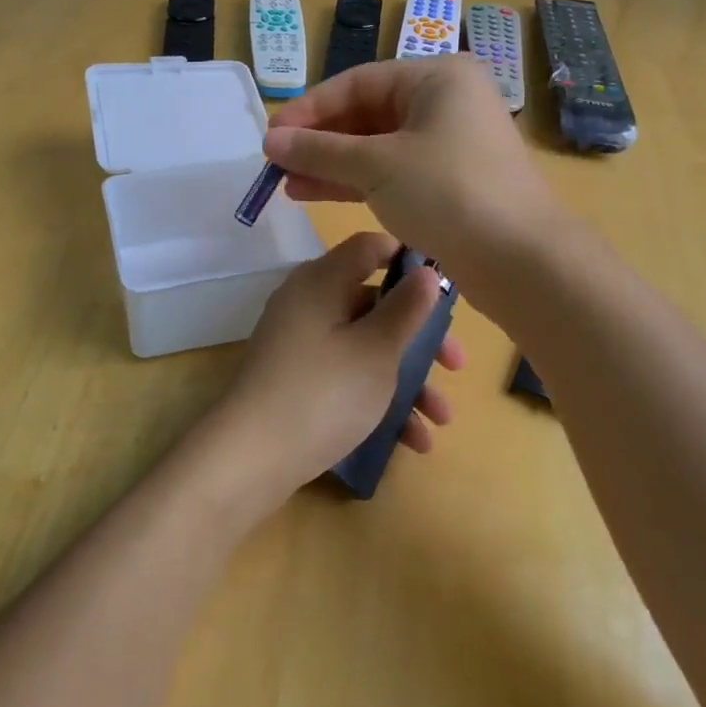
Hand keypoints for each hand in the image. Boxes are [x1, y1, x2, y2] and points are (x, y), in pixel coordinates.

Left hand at [197, 232, 461, 510]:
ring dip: (407, 380)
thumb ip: (406, 308)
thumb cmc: (323, 393)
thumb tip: (426, 271)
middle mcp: (308, 303)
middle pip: (373, 303)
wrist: (249, 459)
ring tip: (441, 420)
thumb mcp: (376, 350)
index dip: (409, 259)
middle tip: (456, 366)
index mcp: (322, 281)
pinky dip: (378, 399)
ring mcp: (299, 344)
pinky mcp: (296, 380)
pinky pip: (345, 376)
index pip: (370, 248)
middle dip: (420, 337)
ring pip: (364, 347)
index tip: (446, 286)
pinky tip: (412, 442)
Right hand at [262, 55, 555, 275]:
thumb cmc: (448, 192)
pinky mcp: (448, 183)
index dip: (310, 108)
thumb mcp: (377, 166)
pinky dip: (355, 182)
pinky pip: (391, 172)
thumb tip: (270, 140)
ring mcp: (448, 145)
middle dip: (319, 140)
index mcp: (437, 79)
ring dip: (331, 163)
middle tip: (276, 162)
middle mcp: (445, 103)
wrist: (521, 260)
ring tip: (285, 182)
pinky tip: (314, 193)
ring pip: (377, 147)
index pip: (358, 82)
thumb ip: (320, 150)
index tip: (272, 134)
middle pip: (367, 113)